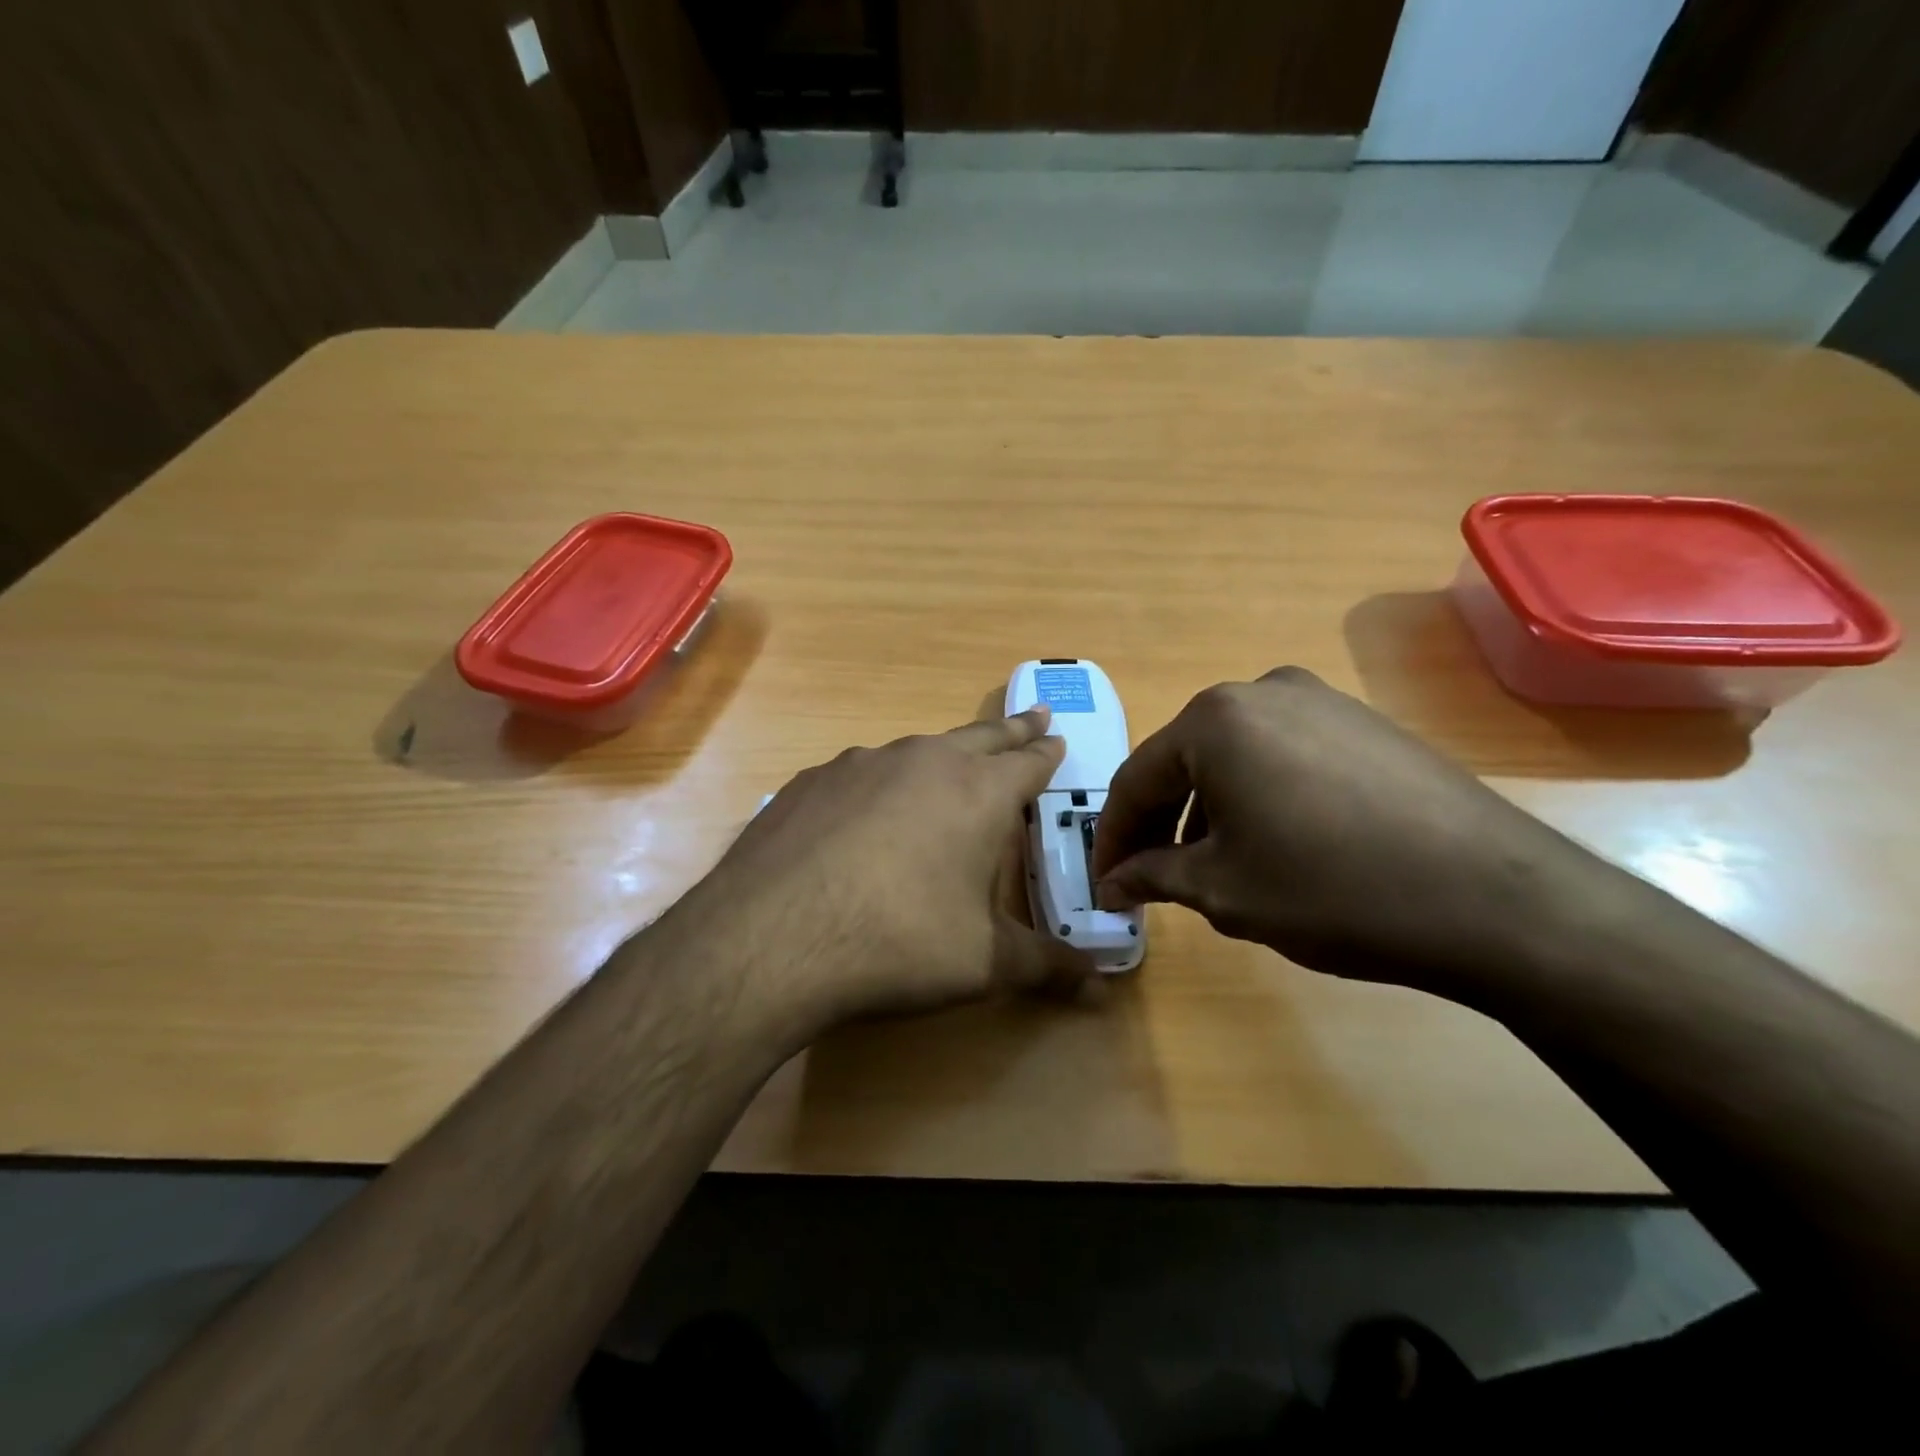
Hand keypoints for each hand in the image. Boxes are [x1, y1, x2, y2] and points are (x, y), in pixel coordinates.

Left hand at [662, 707, 1092, 1035]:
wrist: (772, 939)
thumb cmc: (898, 944)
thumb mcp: (983, 963)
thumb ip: (1045, 966)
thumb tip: (1100, 982)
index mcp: (977, 793)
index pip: (1028, 761)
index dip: (1046, 751)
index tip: (1057, 738)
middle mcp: (922, 762)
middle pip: (979, 736)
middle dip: (1010, 730)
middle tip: (1030, 718)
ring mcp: (859, 765)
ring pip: (916, 750)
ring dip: (942, 755)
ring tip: (949, 767)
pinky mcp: (808, 782)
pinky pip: (860, 773)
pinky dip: (879, 783)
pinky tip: (865, 815)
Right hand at [1090, 667, 1608, 994]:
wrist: (1494, 898)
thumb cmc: (1332, 890)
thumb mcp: (1223, 890)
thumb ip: (1153, 875)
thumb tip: (1113, 881)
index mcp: (1214, 720)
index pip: (1136, 780)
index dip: (1112, 837)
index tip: (1104, 883)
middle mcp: (1260, 691)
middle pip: (1185, 761)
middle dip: (1161, 821)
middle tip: (1149, 877)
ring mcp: (1320, 700)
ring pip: (1234, 756)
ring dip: (1209, 808)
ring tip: (1212, 865)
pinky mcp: (1364, 722)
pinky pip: (1283, 754)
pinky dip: (1258, 794)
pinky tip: (1274, 841)